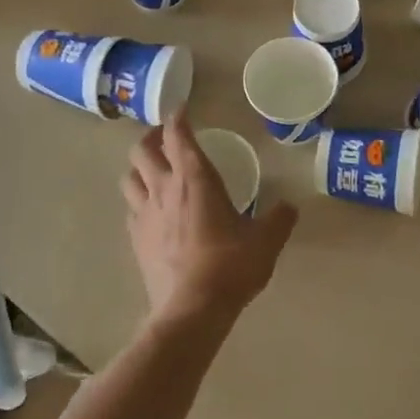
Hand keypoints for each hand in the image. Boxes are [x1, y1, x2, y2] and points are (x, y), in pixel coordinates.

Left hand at [121, 110, 296, 320]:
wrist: (192, 309)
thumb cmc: (231, 266)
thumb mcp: (266, 241)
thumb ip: (279, 219)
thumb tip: (290, 207)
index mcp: (196, 180)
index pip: (178, 136)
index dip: (177, 118)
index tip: (181, 109)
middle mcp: (165, 190)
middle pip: (142, 151)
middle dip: (150, 137)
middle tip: (164, 138)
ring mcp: (145, 215)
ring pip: (129, 177)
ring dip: (139, 167)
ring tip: (152, 169)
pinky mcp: (136, 240)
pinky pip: (131, 209)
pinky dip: (138, 200)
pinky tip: (151, 210)